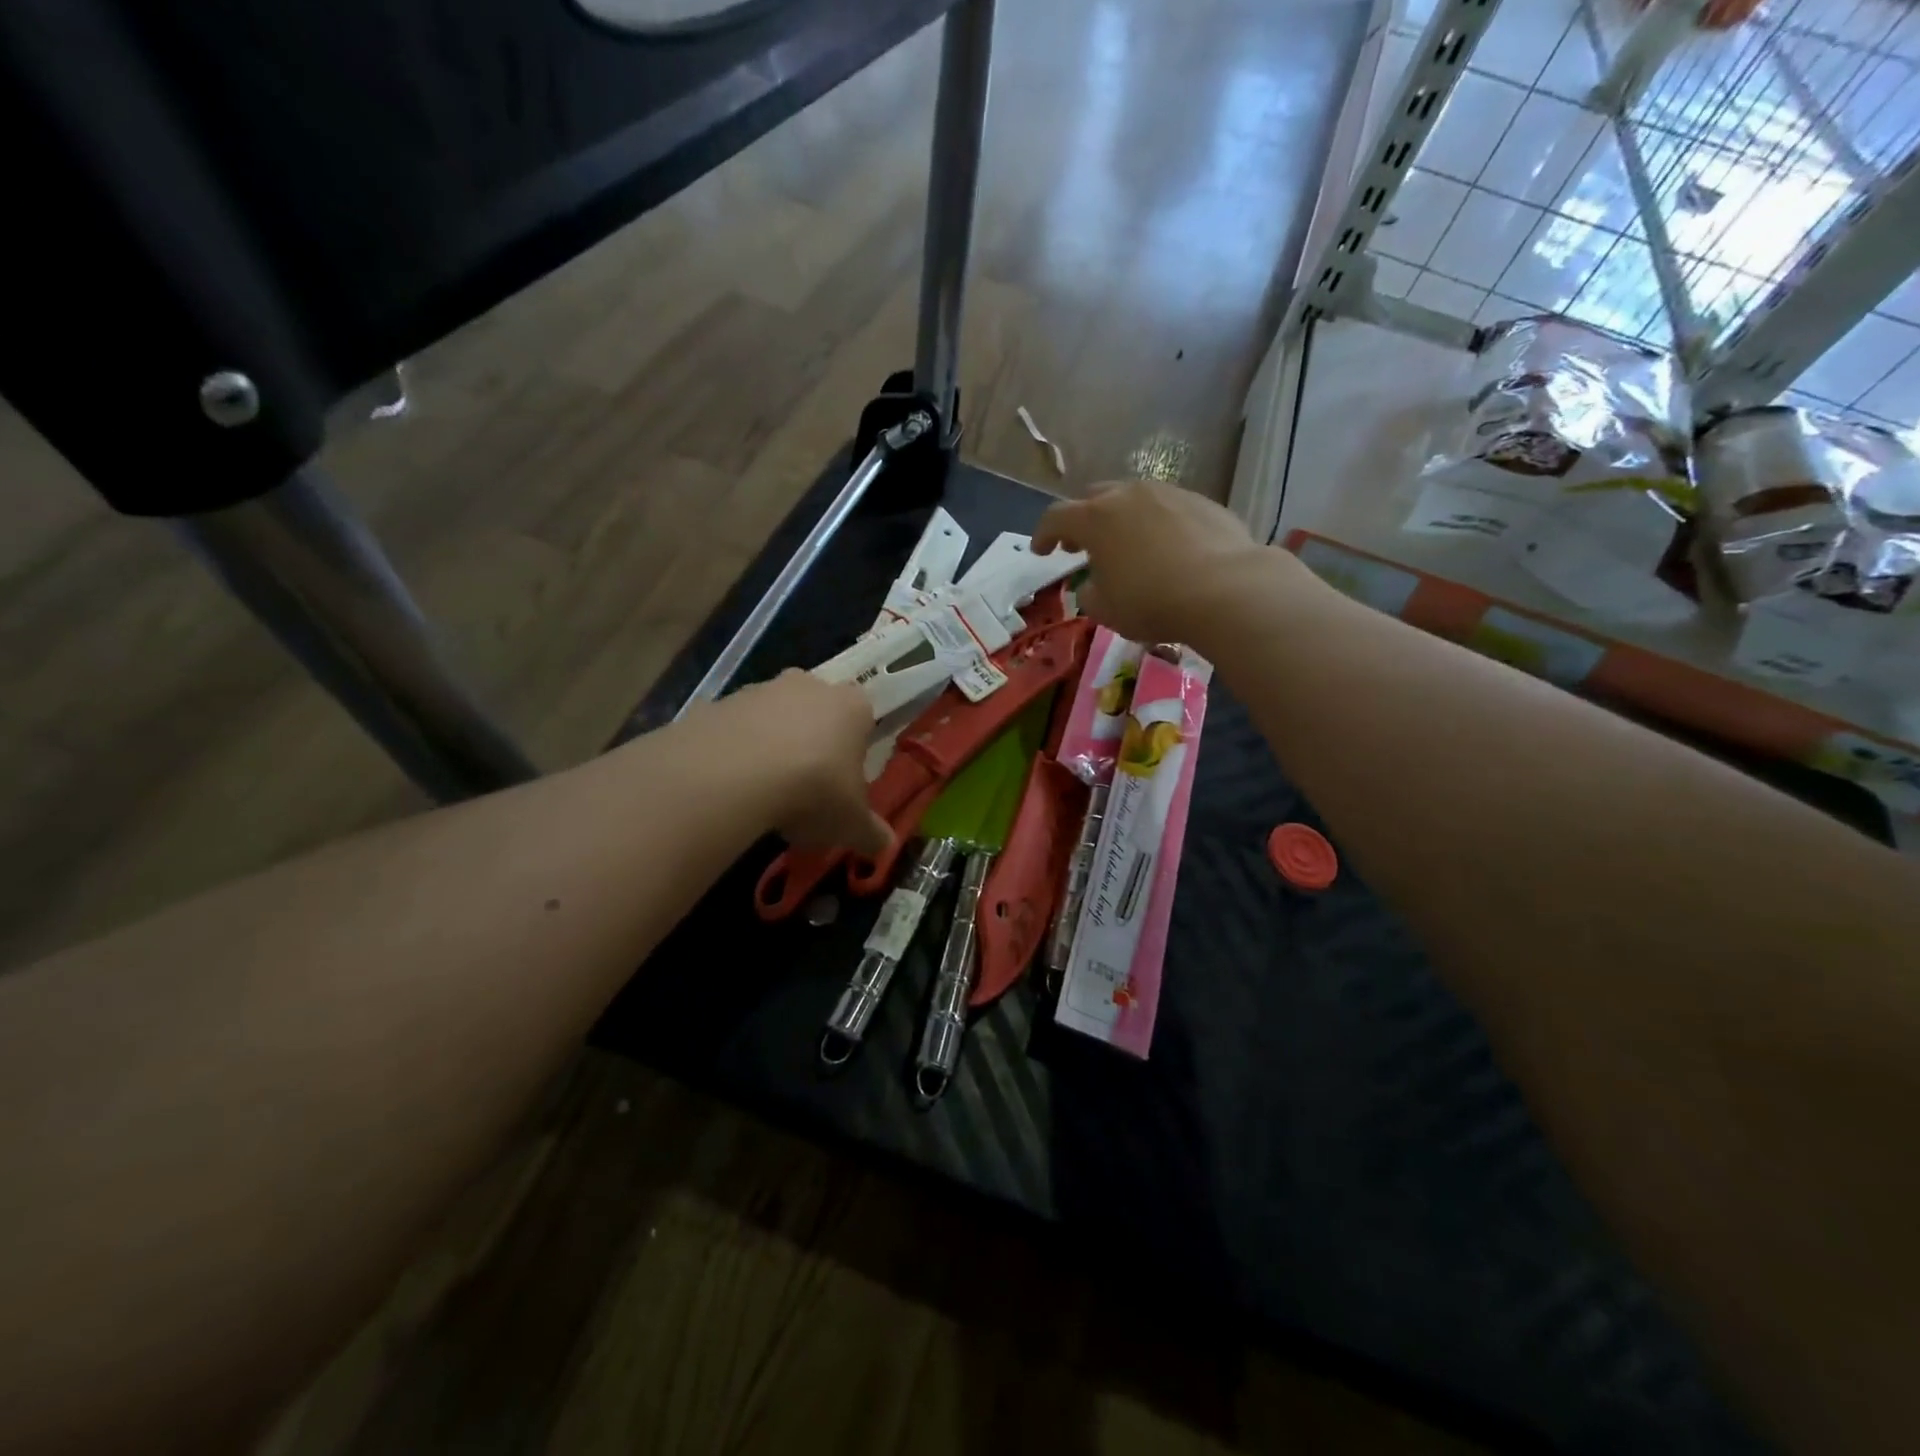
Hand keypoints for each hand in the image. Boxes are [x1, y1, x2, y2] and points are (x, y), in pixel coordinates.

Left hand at [721, 671, 891, 855]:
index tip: (843, 783)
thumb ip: (871, 832)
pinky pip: (732, 729)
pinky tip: (729, 786)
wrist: (734, 775)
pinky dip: (733, 752)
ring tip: (762, 793)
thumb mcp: (850, 823)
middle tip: (805, 787)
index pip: (862, 719)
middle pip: (816, 711)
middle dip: (812, 743)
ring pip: (772, 717)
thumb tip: (886, 845)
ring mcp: (761, 690)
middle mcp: (809, 686)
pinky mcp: (719, 702)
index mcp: (852, 706)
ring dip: (770, 745)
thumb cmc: (814, 791)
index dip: (853, 751)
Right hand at [1033, 481, 1271, 645]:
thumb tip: (1094, 583)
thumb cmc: (1152, 601)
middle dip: (1082, 520)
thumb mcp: (1106, 610)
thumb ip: (1090, 592)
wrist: (1226, 589)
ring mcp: (1169, 493)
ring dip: (1122, 519)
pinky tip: (1167, 550)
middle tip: (1081, 546)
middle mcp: (1128, 495)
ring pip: (1134, 499)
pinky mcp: (1203, 502)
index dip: (1043, 534)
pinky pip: (1168, 509)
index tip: (1041, 551)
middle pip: (1094, 498)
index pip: (1056, 517)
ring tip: (1127, 546)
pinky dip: (1157, 525)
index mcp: (1095, 518)